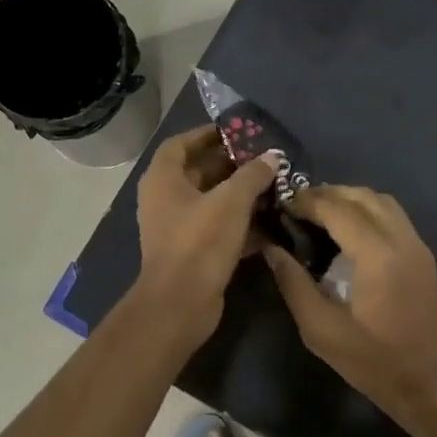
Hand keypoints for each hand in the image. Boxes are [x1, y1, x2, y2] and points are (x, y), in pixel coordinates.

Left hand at [134, 126, 278, 344]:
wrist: (181, 303)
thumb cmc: (200, 242)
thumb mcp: (231, 202)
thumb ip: (252, 175)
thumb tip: (272, 157)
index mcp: (163, 180)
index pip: (180, 144)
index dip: (206, 135)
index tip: (236, 133)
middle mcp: (165, 200)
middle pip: (198, 173)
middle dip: (231, 166)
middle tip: (264, 161)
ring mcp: (177, 228)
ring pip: (211, 203)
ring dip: (239, 196)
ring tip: (272, 188)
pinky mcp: (192, 252)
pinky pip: (217, 229)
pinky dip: (240, 224)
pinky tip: (270, 223)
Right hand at [264, 185, 436, 417]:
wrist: (427, 384)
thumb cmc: (372, 362)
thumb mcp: (321, 329)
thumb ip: (294, 283)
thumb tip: (273, 248)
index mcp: (378, 255)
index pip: (338, 209)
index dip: (307, 201)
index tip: (282, 203)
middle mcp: (403, 240)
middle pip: (363, 196)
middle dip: (328, 194)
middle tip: (297, 207)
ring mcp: (418, 247)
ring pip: (383, 202)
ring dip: (350, 199)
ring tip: (320, 214)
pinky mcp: (424, 257)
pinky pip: (394, 217)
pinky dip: (369, 212)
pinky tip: (348, 232)